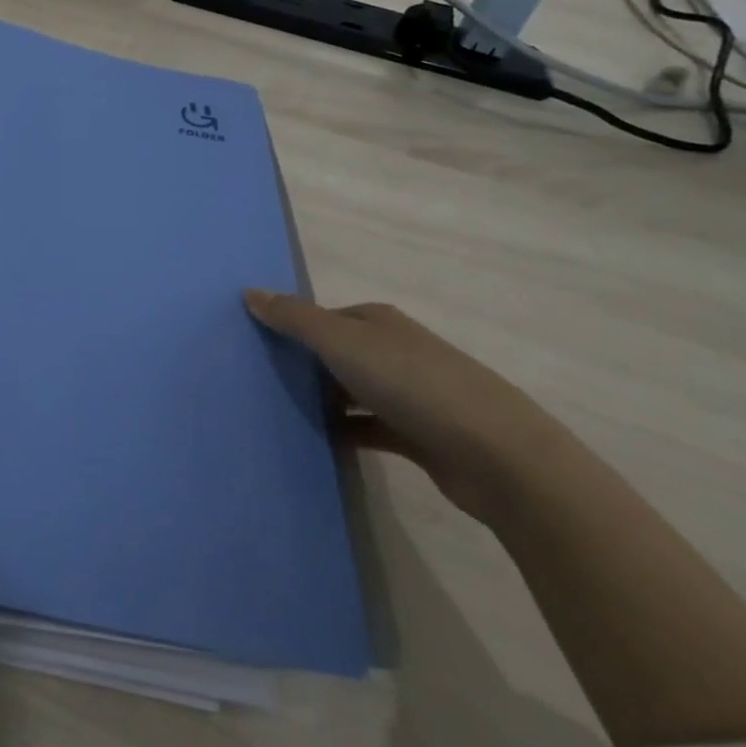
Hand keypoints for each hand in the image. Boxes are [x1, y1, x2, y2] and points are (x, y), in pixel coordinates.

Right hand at [244, 292, 562, 519]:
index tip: (255, 345)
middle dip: (303, 364)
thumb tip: (249, 291)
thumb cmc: (412, 384)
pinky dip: (343, 432)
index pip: (324, 317)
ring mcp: (410, 394)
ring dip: (322, 400)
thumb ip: (294, 319)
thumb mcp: (342, 342)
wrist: (496, 455)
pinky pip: (367, 428)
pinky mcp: (418, 435)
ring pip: (351, 390)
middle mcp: (394, 350)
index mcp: (378, 322)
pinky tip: (315, 442)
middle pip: (337, 352)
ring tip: (277, 412)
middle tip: (257, 381)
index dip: (292, 327)